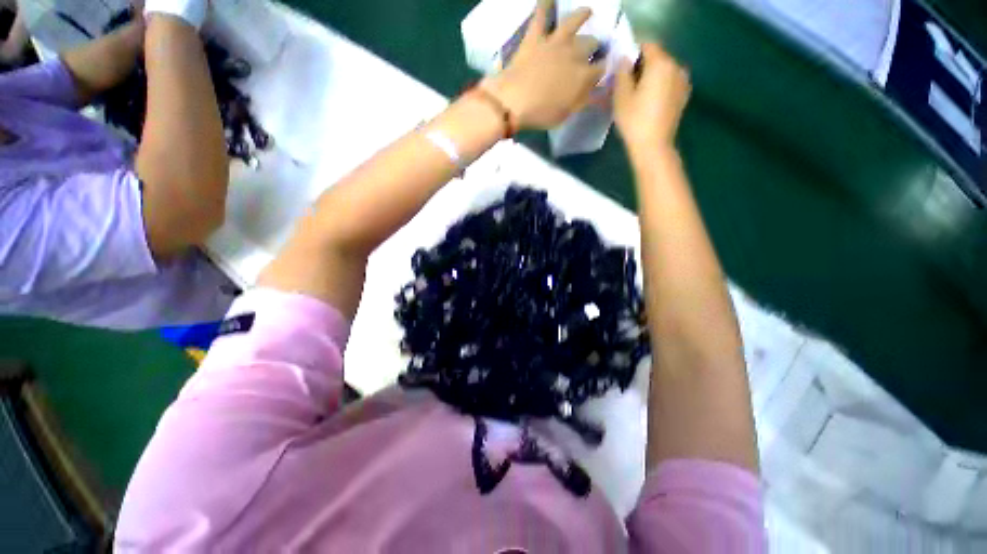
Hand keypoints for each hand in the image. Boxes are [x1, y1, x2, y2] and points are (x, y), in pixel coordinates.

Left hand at [481, 0, 604, 130]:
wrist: (513, 102)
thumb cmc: (540, 114)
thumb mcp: (565, 114)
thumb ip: (580, 101)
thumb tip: (593, 93)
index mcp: (583, 76)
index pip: (601, 69)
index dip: (602, 70)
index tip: (600, 73)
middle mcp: (574, 53)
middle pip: (591, 43)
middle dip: (594, 46)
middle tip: (592, 49)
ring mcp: (555, 42)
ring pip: (573, 21)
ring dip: (582, 15)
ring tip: (587, 12)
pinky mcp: (536, 37)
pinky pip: (540, 15)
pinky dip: (543, 4)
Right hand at [614, 43, 690, 159]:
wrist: (653, 146)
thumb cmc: (634, 120)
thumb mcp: (621, 96)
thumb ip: (622, 72)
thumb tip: (624, 58)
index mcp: (661, 63)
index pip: (647, 45)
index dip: (633, 52)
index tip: (621, 66)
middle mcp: (676, 66)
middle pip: (657, 57)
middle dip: (641, 65)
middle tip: (626, 82)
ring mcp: (683, 81)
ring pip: (664, 71)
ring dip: (650, 77)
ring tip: (636, 94)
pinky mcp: (683, 95)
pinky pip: (669, 83)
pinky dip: (659, 86)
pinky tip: (648, 102)